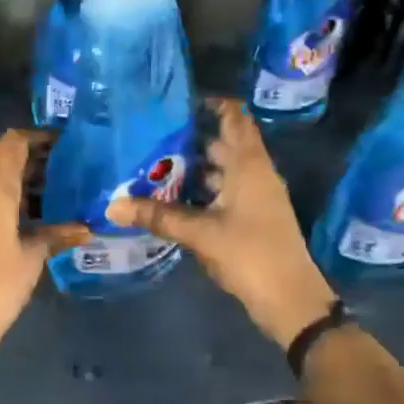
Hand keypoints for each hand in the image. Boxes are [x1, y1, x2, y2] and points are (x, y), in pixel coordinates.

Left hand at [0, 130, 86, 358]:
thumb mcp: (31, 259)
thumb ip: (56, 235)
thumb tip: (84, 228)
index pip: (12, 143)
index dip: (38, 137)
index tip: (65, 144)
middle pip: (5, 164)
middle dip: (38, 166)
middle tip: (73, 175)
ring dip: (25, 189)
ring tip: (62, 200)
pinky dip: (11, 206)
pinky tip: (37, 223)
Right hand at [107, 97, 337, 348]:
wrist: (290, 300)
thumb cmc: (250, 255)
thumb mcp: (201, 234)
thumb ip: (158, 216)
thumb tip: (113, 206)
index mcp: (249, 165)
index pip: (235, 117)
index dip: (211, 104)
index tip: (176, 102)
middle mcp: (254, 173)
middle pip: (222, 144)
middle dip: (189, 138)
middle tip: (149, 135)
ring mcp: (253, 197)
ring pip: (219, 171)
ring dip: (190, 168)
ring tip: (150, 165)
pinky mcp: (248, 218)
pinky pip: (220, 193)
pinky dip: (197, 191)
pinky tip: (168, 198)